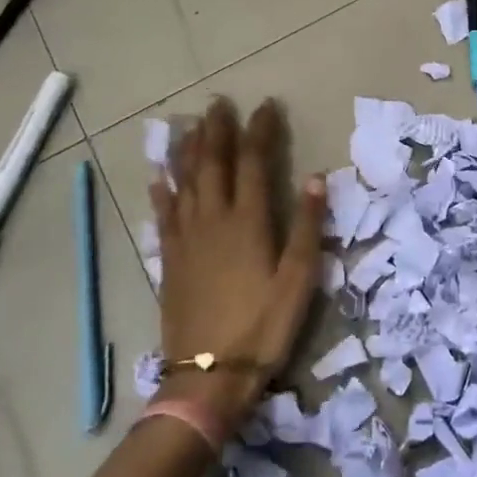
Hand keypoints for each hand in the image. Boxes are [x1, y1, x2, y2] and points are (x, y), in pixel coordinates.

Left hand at [150, 97, 326, 435]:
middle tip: (220, 103)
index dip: (260, 131)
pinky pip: (163, 214)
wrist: (208, 374)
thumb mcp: (298, 280)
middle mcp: (213, 219)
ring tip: (192, 125)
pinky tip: (159, 176)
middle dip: (219, 130)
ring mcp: (186, 238)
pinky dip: (162, 190)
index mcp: (248, 221)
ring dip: (189, 149)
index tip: (267, 106)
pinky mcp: (170, 258)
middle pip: (214, 163)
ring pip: (185, 181)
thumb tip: (316, 178)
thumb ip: (307, 227)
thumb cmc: (263, 327)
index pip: (254, 162)